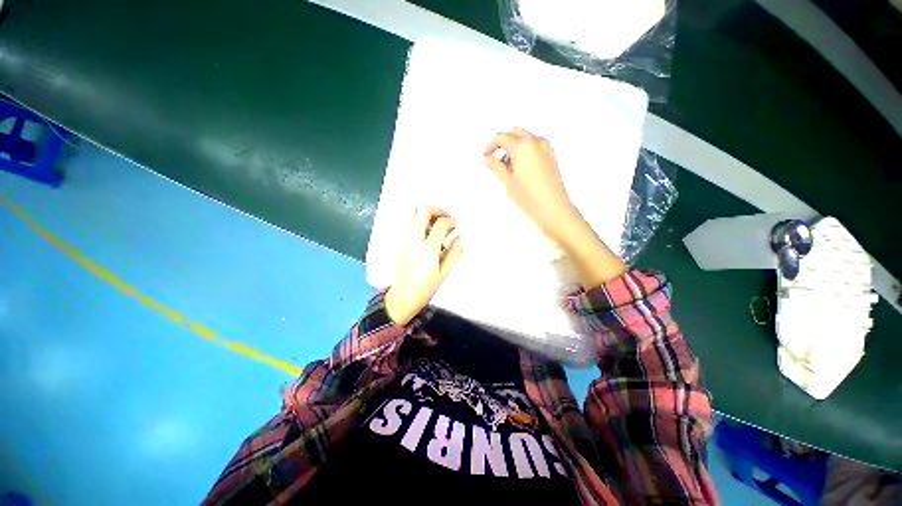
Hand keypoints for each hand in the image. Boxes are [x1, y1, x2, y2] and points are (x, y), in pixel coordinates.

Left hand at [385, 207, 463, 325]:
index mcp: (428, 249)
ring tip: (435, 223)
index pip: (441, 224)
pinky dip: (417, 221)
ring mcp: (404, 240)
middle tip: (446, 216)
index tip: (458, 222)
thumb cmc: (426, 286)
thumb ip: (454, 253)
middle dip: (437, 209)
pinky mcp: (398, 242)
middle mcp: (414, 240)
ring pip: (412, 214)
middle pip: (423, 212)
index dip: (452, 220)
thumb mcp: (444, 272)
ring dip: (426, 214)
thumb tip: (461, 237)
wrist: (404, 295)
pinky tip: (425, 232)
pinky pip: (407, 223)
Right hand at [482, 128, 583, 246]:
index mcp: (524, 146)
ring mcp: (545, 148)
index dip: (490, 146)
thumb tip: (487, 159)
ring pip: (524, 138)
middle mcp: (536, 142)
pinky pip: (533, 146)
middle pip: (514, 133)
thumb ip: (495, 166)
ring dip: (512, 147)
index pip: (502, 137)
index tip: (486, 155)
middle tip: (493, 158)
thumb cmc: (533, 198)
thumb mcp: (507, 181)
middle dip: (502, 143)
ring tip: (506, 168)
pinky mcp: (550, 155)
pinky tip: (517, 169)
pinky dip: (523, 151)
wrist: (553, 208)